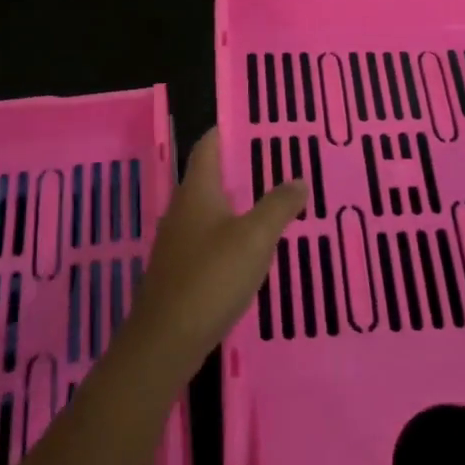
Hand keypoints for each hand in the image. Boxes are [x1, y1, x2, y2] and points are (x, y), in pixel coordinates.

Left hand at [129, 129, 305, 373]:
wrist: (166, 341)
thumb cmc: (211, 278)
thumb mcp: (255, 238)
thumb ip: (279, 205)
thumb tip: (299, 178)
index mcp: (197, 191)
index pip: (208, 146)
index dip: (228, 131)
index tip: (257, 123)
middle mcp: (182, 208)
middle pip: (210, 176)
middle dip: (240, 167)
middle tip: (277, 161)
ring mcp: (178, 241)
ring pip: (210, 208)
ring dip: (237, 201)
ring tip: (272, 199)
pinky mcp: (180, 269)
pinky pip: (209, 237)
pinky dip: (231, 232)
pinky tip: (252, 246)